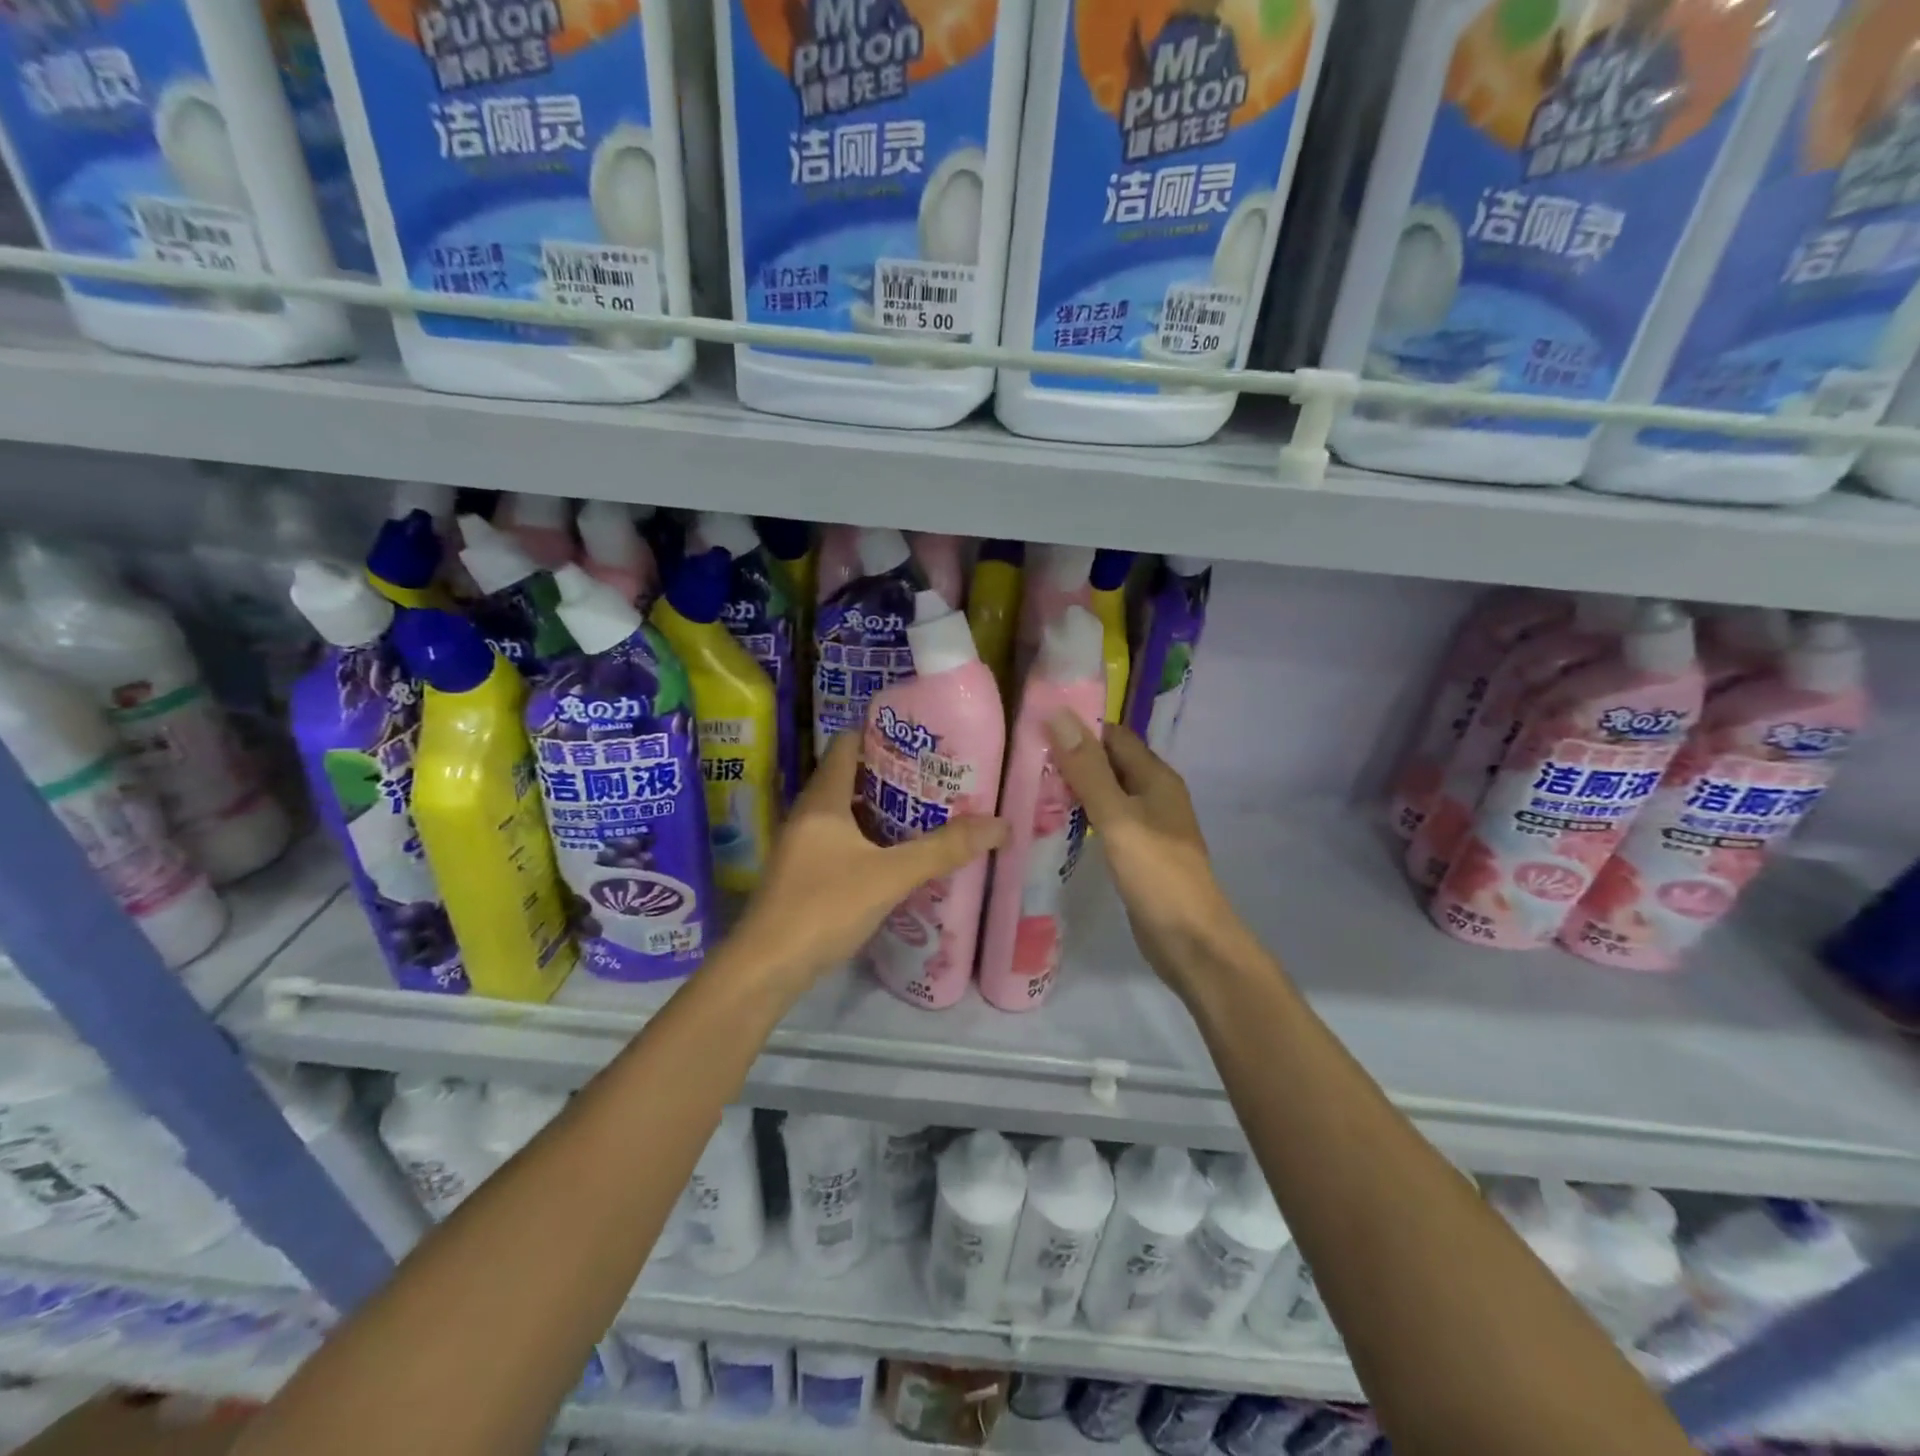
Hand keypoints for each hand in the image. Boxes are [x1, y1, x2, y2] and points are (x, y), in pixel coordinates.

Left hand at [725, 731, 1006, 995]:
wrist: (766, 968)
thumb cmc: (824, 907)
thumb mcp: (890, 876)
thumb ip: (942, 850)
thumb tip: (1000, 825)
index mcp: (823, 800)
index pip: (847, 744)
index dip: (880, 734)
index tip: (920, 738)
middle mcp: (808, 814)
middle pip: (850, 777)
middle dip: (891, 775)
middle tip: (936, 777)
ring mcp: (802, 846)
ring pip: (846, 813)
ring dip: (882, 810)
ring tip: (926, 812)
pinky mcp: (803, 874)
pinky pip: (841, 841)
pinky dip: (869, 839)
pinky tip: (897, 856)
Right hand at [1044, 714, 1241, 996]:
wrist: (1191, 942)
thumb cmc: (1157, 875)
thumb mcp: (1118, 818)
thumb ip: (1088, 770)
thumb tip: (1059, 714)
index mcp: (1155, 777)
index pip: (1113, 735)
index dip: (1078, 726)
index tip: (1034, 725)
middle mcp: (1154, 794)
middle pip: (1109, 762)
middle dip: (1071, 757)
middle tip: (1021, 758)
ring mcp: (1147, 825)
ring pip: (1106, 793)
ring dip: (1074, 787)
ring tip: (1027, 785)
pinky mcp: (1137, 852)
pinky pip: (1106, 821)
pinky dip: (1082, 816)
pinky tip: (1053, 824)